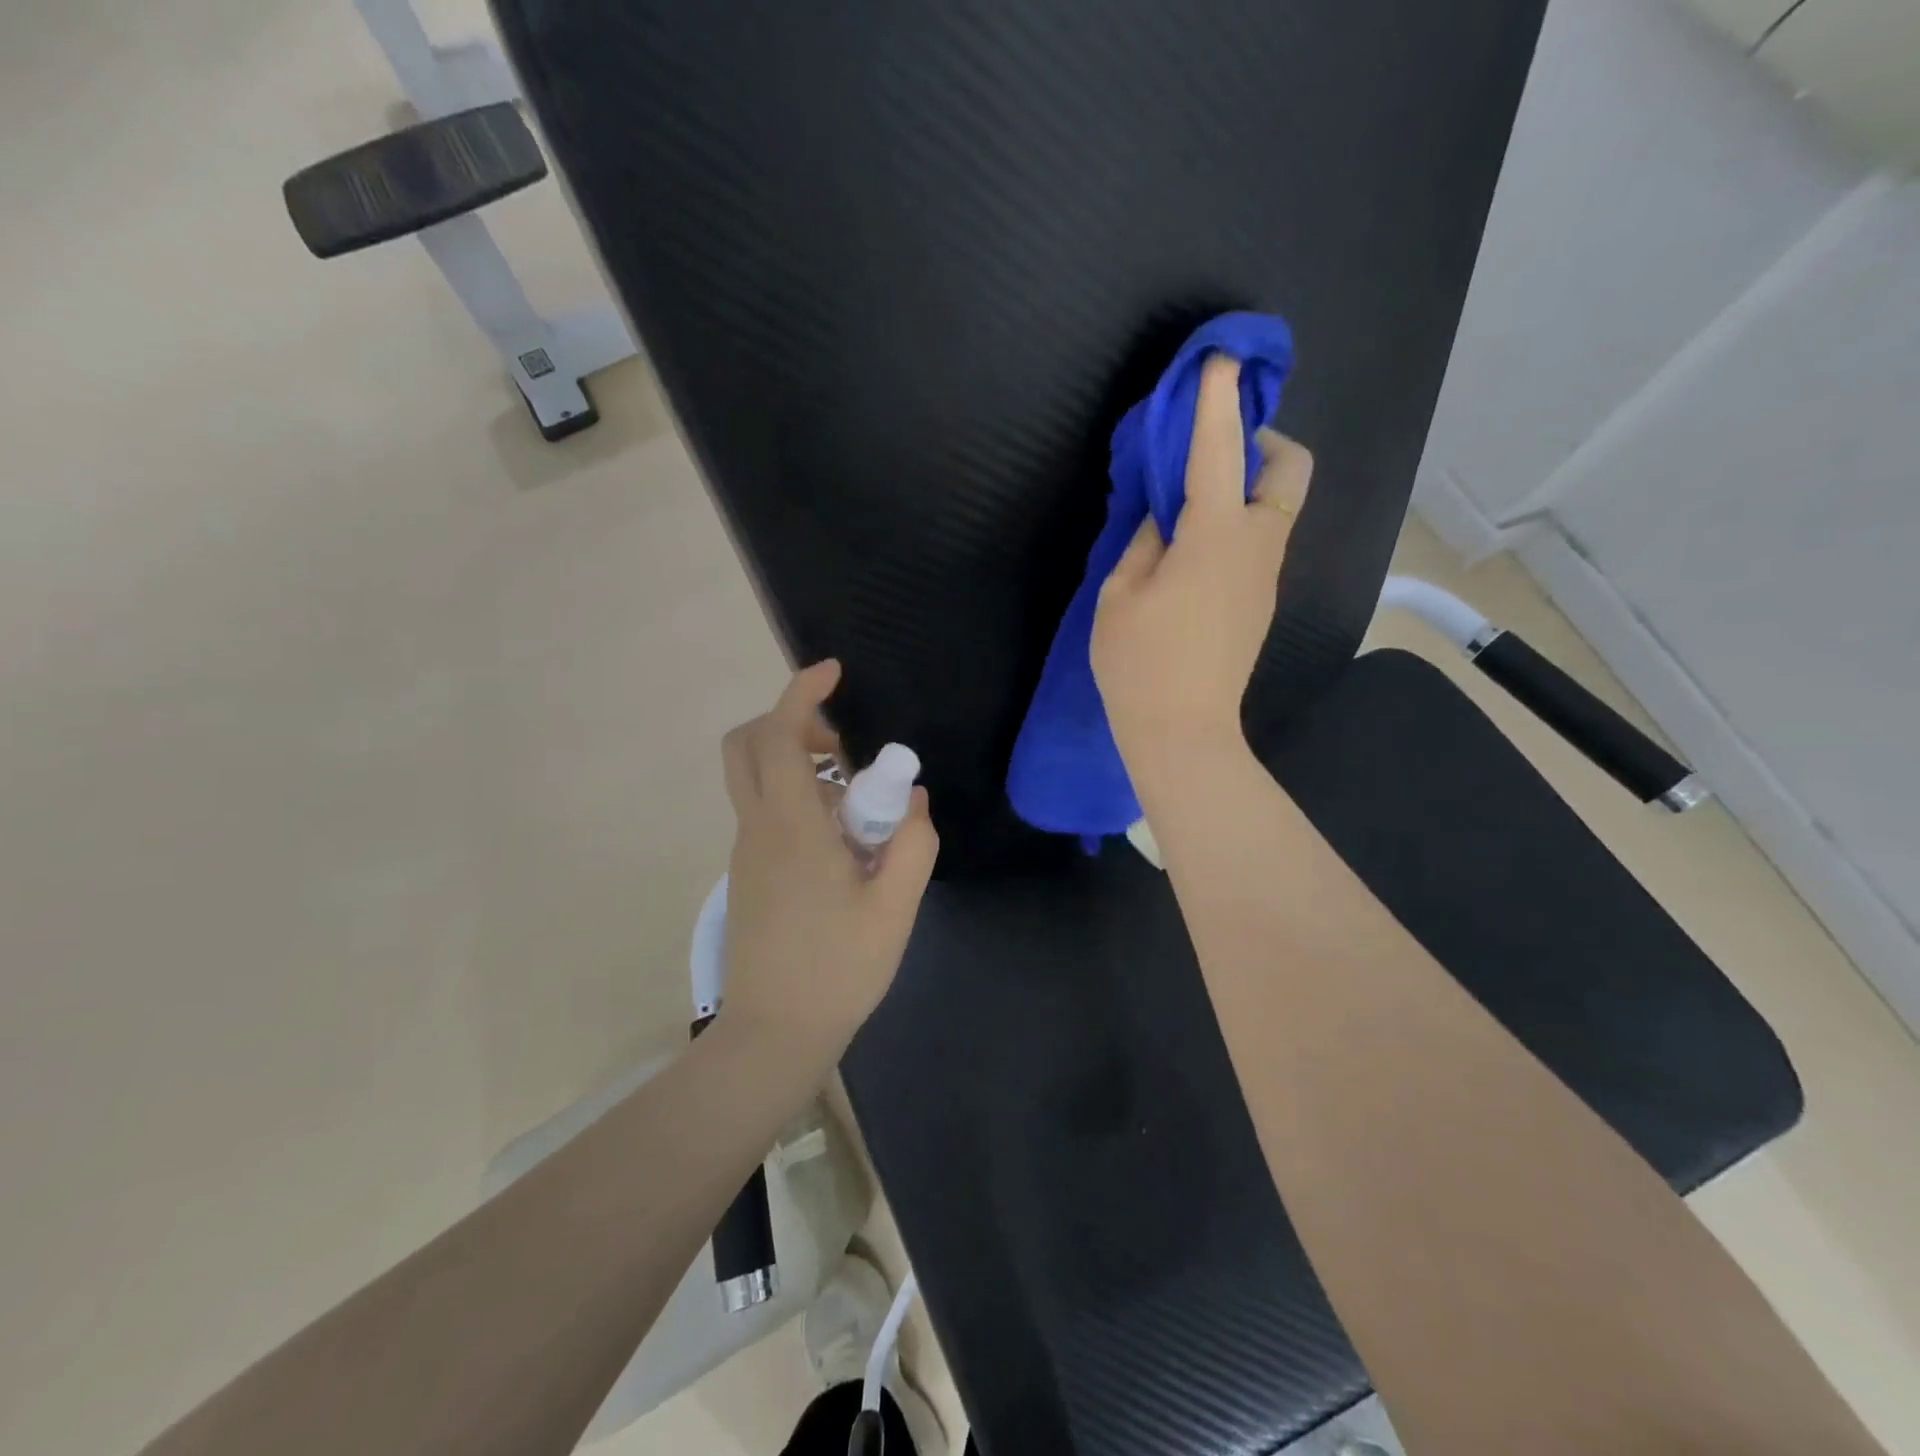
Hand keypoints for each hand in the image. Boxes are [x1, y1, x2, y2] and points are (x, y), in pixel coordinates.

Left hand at [717, 661, 938, 1054]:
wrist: (774, 1035)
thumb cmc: (838, 969)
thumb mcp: (895, 906)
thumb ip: (913, 842)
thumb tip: (911, 798)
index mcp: (791, 828)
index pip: (779, 737)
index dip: (801, 693)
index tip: (833, 672)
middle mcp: (758, 829)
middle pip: (746, 745)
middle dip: (789, 723)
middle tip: (841, 745)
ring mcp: (746, 853)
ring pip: (757, 779)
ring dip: (801, 765)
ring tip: (858, 806)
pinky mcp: (748, 874)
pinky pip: (766, 812)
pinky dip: (799, 799)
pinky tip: (842, 844)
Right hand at [1091, 355, 1313, 791]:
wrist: (1184, 733)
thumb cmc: (1140, 663)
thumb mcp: (1121, 594)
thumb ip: (1143, 542)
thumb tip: (1163, 519)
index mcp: (1216, 536)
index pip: (1220, 451)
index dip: (1216, 402)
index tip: (1218, 362)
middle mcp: (1257, 546)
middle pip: (1290, 470)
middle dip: (1264, 442)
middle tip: (1216, 453)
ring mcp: (1266, 578)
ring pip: (1279, 508)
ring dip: (1249, 486)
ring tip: (1192, 506)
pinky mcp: (1261, 603)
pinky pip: (1261, 543)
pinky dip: (1239, 524)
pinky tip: (1195, 553)